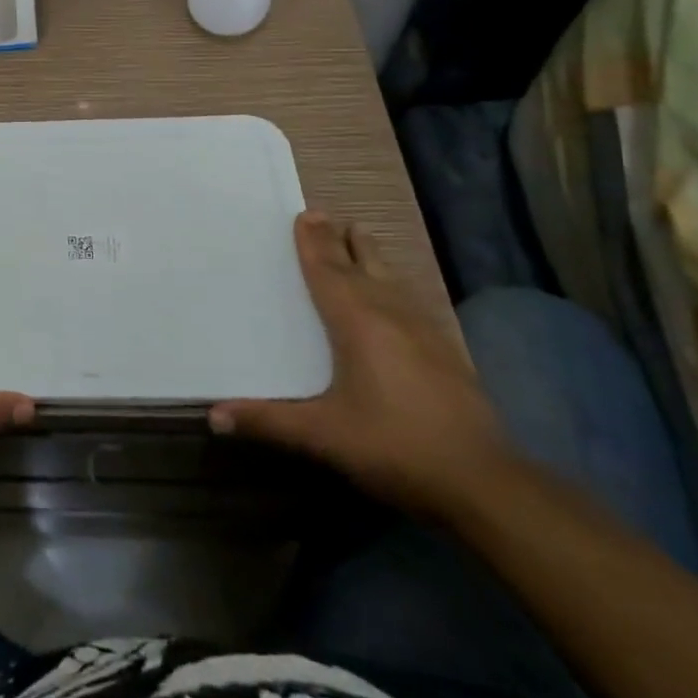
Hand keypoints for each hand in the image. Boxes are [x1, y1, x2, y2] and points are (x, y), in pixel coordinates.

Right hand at [210, 212, 512, 517]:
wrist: (483, 482)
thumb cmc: (394, 446)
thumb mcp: (325, 435)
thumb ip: (269, 421)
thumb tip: (213, 416)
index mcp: (357, 322)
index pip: (328, 272)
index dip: (314, 243)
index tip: (305, 214)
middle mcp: (390, 314)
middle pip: (361, 265)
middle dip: (341, 240)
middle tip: (325, 216)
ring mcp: (423, 330)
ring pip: (390, 278)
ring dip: (369, 256)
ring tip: (358, 236)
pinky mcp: (446, 351)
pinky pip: (409, 299)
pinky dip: (391, 283)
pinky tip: (395, 294)